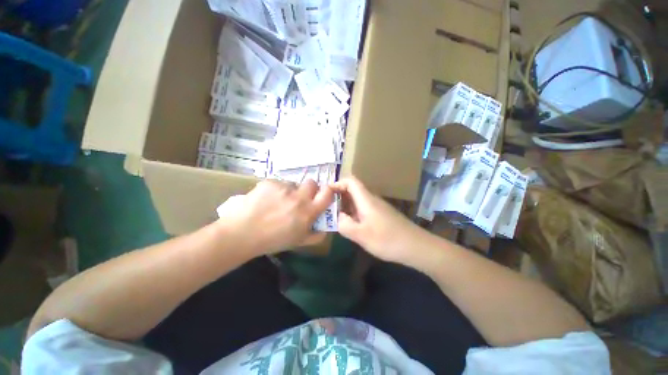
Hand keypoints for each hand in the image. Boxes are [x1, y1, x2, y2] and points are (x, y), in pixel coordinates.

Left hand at [216, 179, 334, 254]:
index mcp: (308, 212)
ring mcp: (284, 188)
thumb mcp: (298, 242)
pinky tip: (266, 199)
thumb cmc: (272, 240)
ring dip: (290, 190)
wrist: (242, 233)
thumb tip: (325, 229)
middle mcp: (299, 197)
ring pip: (293, 183)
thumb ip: (315, 235)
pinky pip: (278, 183)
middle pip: (312, 183)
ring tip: (277, 201)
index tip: (323, 194)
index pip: (327, 193)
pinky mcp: (270, 182)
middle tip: (299, 197)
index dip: (328, 191)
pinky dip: (275, 189)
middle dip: (309, 189)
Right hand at [331, 177, 426, 263]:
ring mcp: (377, 207)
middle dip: (338, 196)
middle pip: (352, 190)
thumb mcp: (361, 235)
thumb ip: (344, 224)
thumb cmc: (388, 240)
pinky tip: (351, 224)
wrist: (416, 247)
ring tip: (335, 217)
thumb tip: (337, 217)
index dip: (337, 183)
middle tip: (327, 208)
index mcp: (366, 199)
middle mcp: (371, 199)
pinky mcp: (381, 215)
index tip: (326, 194)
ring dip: (345, 205)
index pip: (350, 181)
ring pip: (357, 200)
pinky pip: (363, 208)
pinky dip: (353, 212)